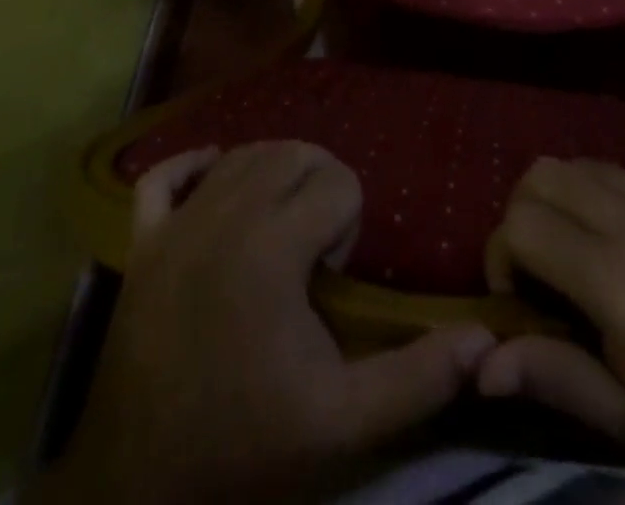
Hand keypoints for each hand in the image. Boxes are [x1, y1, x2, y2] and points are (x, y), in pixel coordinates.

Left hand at [46, 142, 495, 504]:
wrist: (139, 488)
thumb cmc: (245, 446)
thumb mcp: (343, 423)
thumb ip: (417, 377)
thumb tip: (485, 338)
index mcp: (272, 246)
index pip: (336, 181)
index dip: (350, 222)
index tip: (334, 276)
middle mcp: (223, 214)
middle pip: (292, 154)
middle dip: (319, 187)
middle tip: (315, 249)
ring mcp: (176, 225)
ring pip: (241, 154)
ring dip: (273, 175)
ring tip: (282, 227)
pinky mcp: (141, 243)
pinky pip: (163, 176)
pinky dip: (193, 165)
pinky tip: (215, 178)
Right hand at [478, 158, 624, 488]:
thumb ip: (556, 379)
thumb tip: (481, 364)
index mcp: (614, 277)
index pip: (521, 223)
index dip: (500, 253)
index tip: (517, 295)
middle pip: (543, 173)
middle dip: (522, 209)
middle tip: (539, 260)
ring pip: (584, 164)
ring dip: (563, 197)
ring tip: (580, 247)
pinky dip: (611, 199)